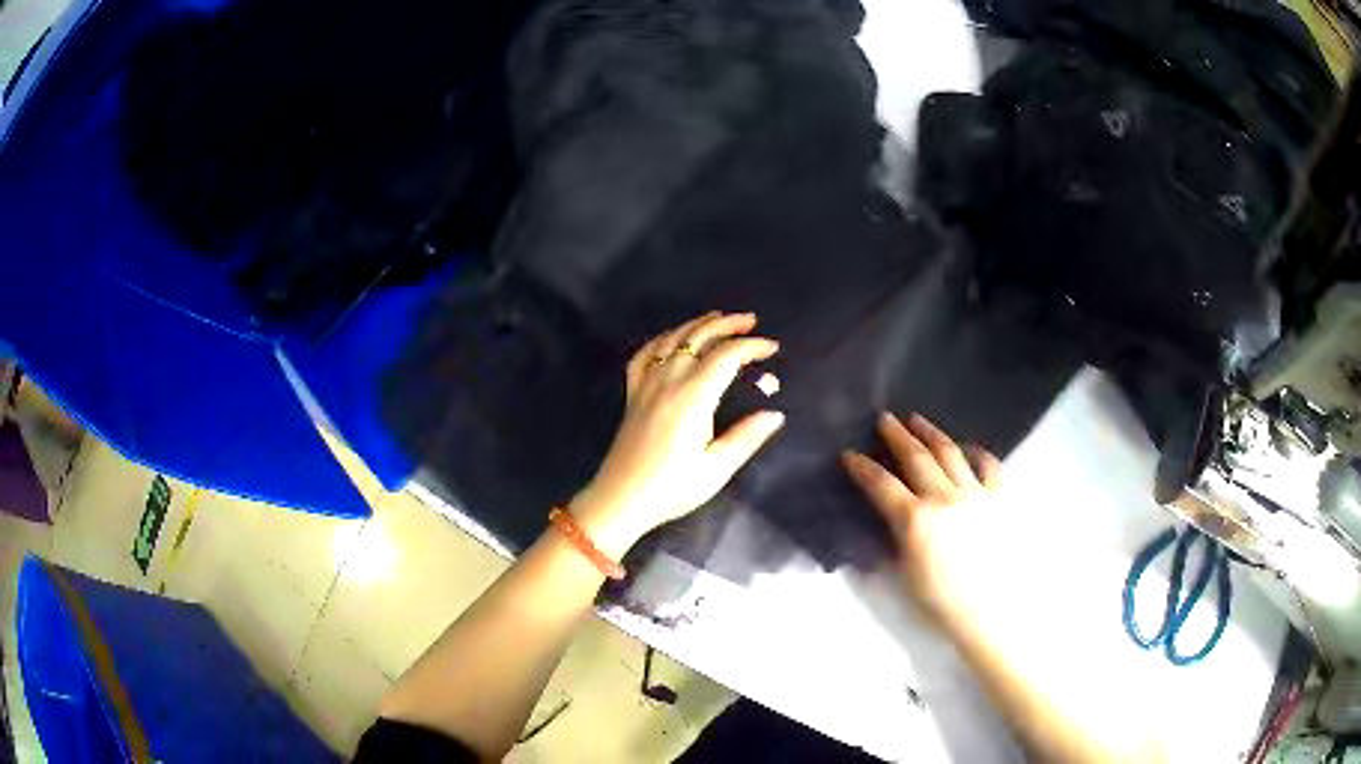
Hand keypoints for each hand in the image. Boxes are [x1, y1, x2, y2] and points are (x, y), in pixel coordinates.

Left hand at [571, 312, 784, 558]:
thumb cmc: (672, 488)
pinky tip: (671, 339)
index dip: (751, 347)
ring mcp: (646, 385)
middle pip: (698, 338)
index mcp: (693, 397)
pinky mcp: (632, 395)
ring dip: (697, 325)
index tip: (772, 348)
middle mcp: (668, 382)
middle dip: (727, 325)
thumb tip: (776, 414)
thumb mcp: (716, 469)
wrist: (620, 499)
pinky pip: (644, 355)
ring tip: (718, 319)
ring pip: (671, 340)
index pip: (726, 356)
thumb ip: (746, 437)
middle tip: (751, 321)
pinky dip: (661, 340)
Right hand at [842, 413, 1003, 632]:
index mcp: (915, 520)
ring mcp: (976, 493)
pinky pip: (990, 466)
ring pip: (951, 453)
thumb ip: (890, 546)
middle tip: (885, 418)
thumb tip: (879, 528)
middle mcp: (944, 497)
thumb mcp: (903, 578)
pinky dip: (978, 453)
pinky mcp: (1000, 498)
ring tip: (918, 419)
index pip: (882, 485)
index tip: (849, 455)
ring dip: (932, 433)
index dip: (863, 468)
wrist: (991, 612)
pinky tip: (970, 448)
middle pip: (917, 458)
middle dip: (897, 436)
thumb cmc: (941, 603)